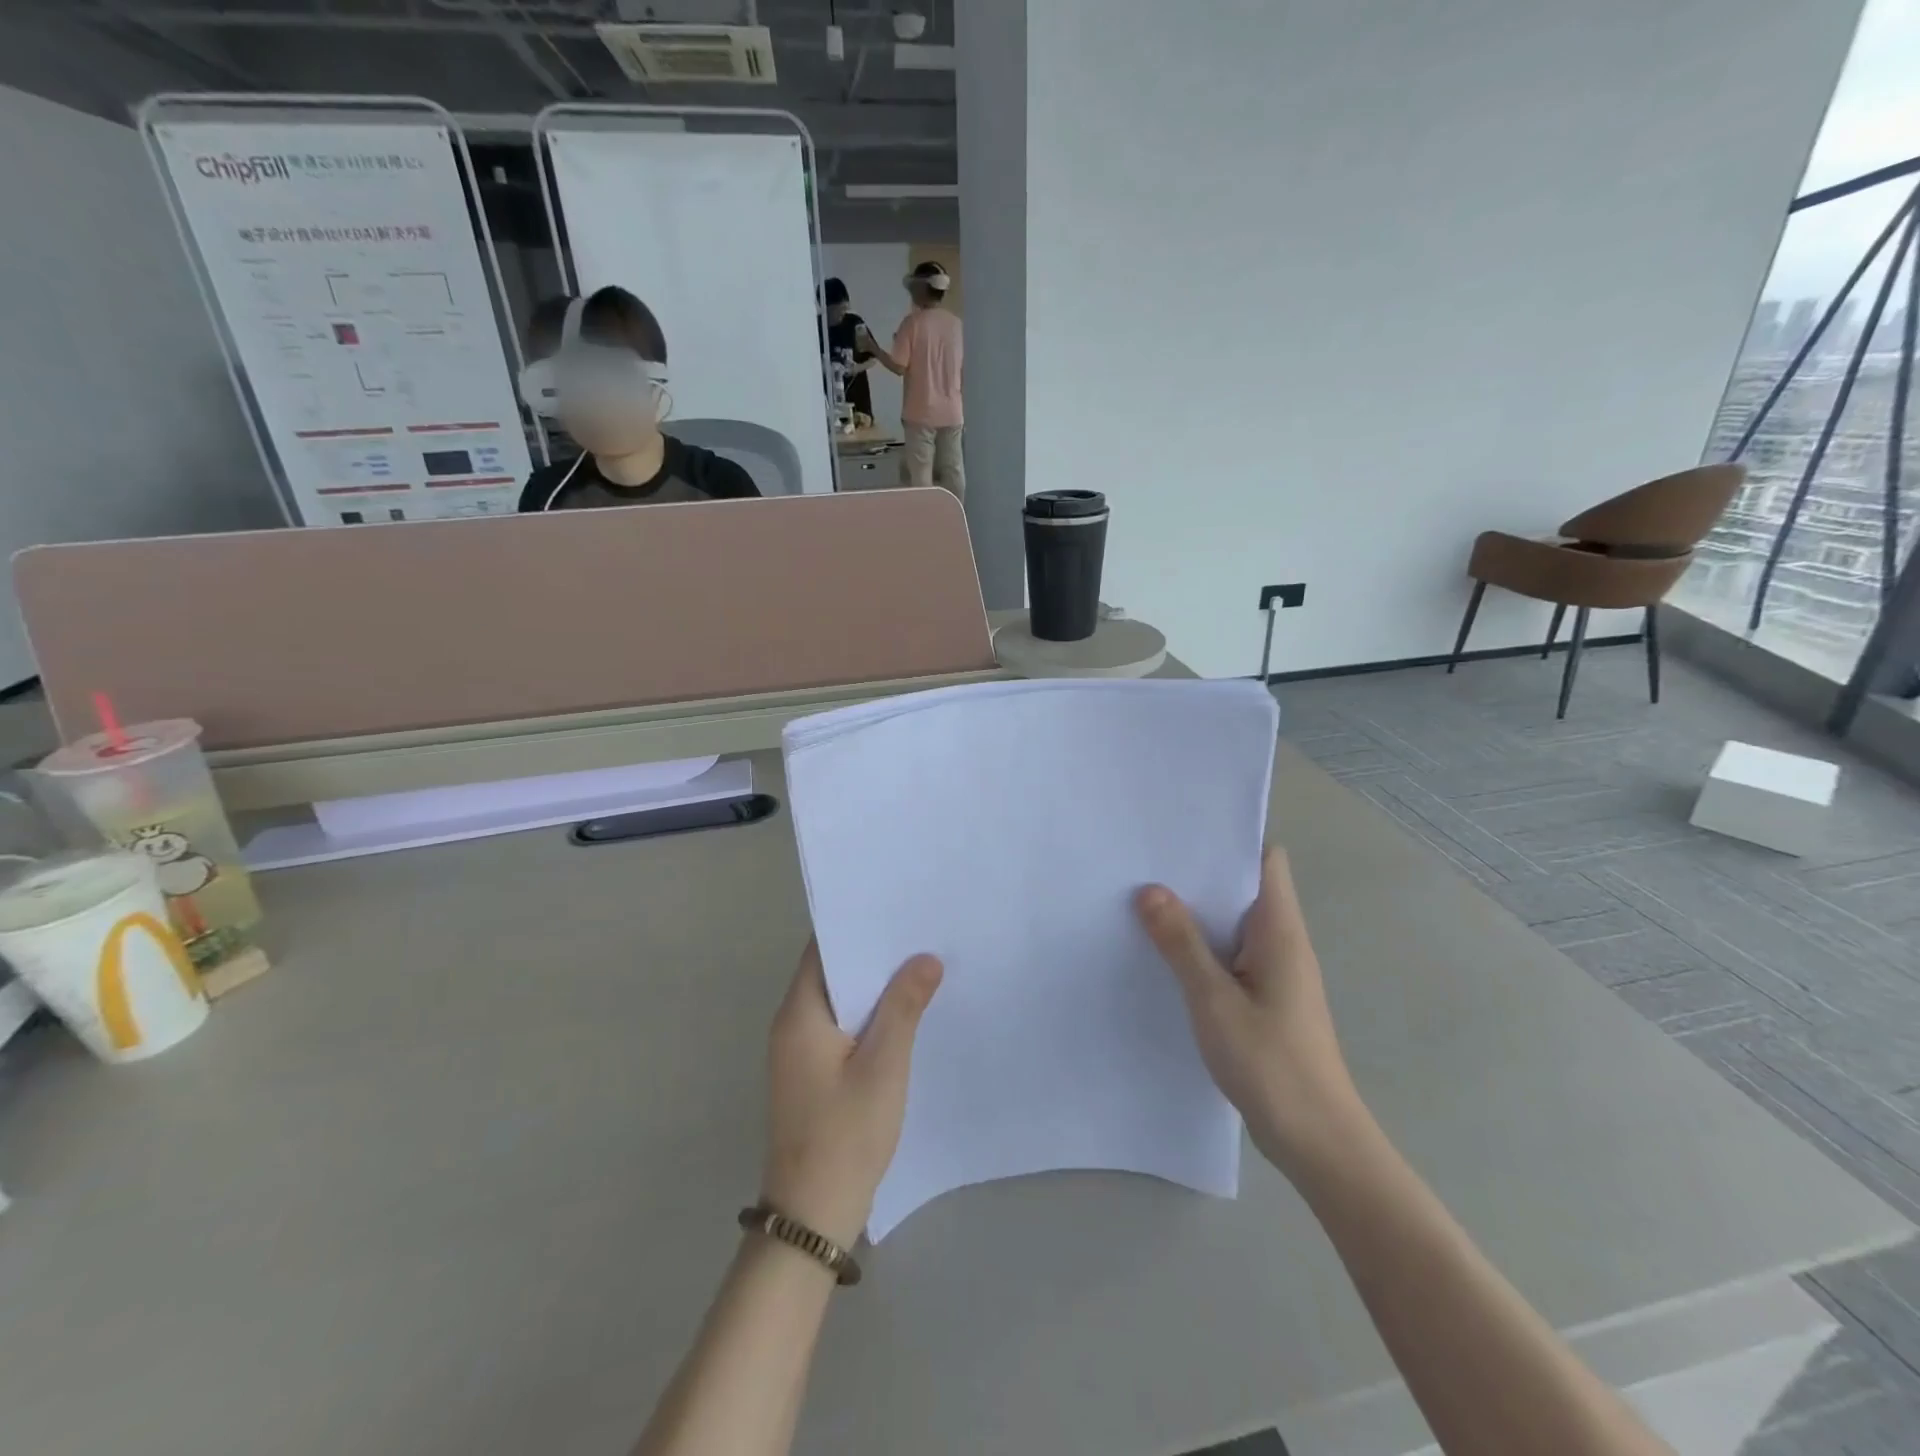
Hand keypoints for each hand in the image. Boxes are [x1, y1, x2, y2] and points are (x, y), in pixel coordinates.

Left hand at [761, 940, 942, 1246]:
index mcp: (799, 1013)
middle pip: (830, 972)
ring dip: (872, 985)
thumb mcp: (883, 1065)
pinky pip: (840, 1026)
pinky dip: (867, 1013)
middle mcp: (792, 1024)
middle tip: (918, 930)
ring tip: (919, 962)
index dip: (855, 924)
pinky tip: (903, 1012)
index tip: (894, 906)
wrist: (811, 1215)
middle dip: (871, 953)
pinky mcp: (811, 1073)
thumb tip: (925, 957)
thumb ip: (903, 1007)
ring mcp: (799, 1051)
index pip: (822, 949)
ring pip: (838, 1000)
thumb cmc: (845, 1134)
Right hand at [1136, 848, 1370, 1177]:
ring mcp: (1274, 971)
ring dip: (1196, 912)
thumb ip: (1181, 943)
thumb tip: (1149, 889)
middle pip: (1243, 888)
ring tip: (1142, 897)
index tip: (1181, 830)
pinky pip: (1229, 955)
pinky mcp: (1264, 998)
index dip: (1229, 839)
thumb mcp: (1214, 999)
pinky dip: (1200, 946)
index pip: (1265, 861)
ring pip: (1233, 924)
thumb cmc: (1271, 1063)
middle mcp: (1281, 941)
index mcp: (1279, 930)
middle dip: (1198, 874)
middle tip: (1144, 861)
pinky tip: (1162, 952)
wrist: (1317, 1140)